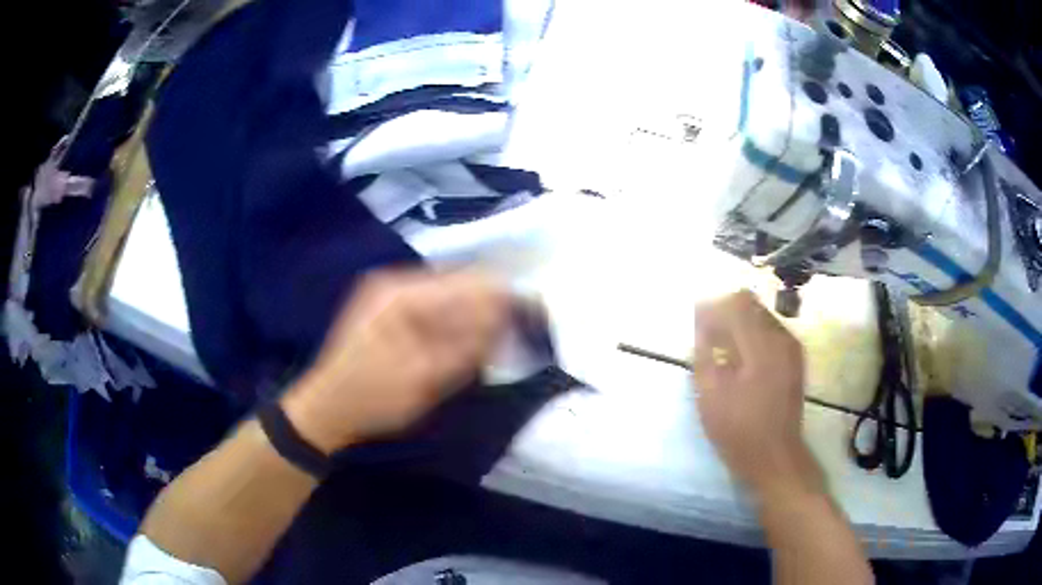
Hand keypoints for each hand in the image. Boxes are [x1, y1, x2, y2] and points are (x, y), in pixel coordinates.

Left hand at [282, 270, 510, 452]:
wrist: (326, 409)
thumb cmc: (373, 399)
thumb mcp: (424, 380)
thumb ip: (468, 346)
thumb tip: (506, 318)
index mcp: (402, 295)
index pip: (467, 281)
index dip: (502, 295)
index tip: (531, 314)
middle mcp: (395, 282)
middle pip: (458, 283)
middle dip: (488, 306)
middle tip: (512, 335)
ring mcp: (388, 293)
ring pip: (447, 294)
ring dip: (471, 315)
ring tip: (492, 342)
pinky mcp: (387, 308)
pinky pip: (432, 306)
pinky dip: (452, 322)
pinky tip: (461, 343)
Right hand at [692, 291, 819, 494]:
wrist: (775, 455)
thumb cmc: (738, 430)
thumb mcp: (710, 396)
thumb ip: (703, 355)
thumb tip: (701, 328)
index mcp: (760, 346)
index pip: (736, 303)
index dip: (712, 308)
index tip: (697, 325)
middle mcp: (781, 338)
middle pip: (750, 304)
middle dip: (725, 313)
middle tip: (708, 337)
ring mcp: (791, 348)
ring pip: (761, 316)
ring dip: (739, 324)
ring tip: (723, 350)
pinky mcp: (795, 359)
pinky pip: (771, 332)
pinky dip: (753, 336)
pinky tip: (741, 360)